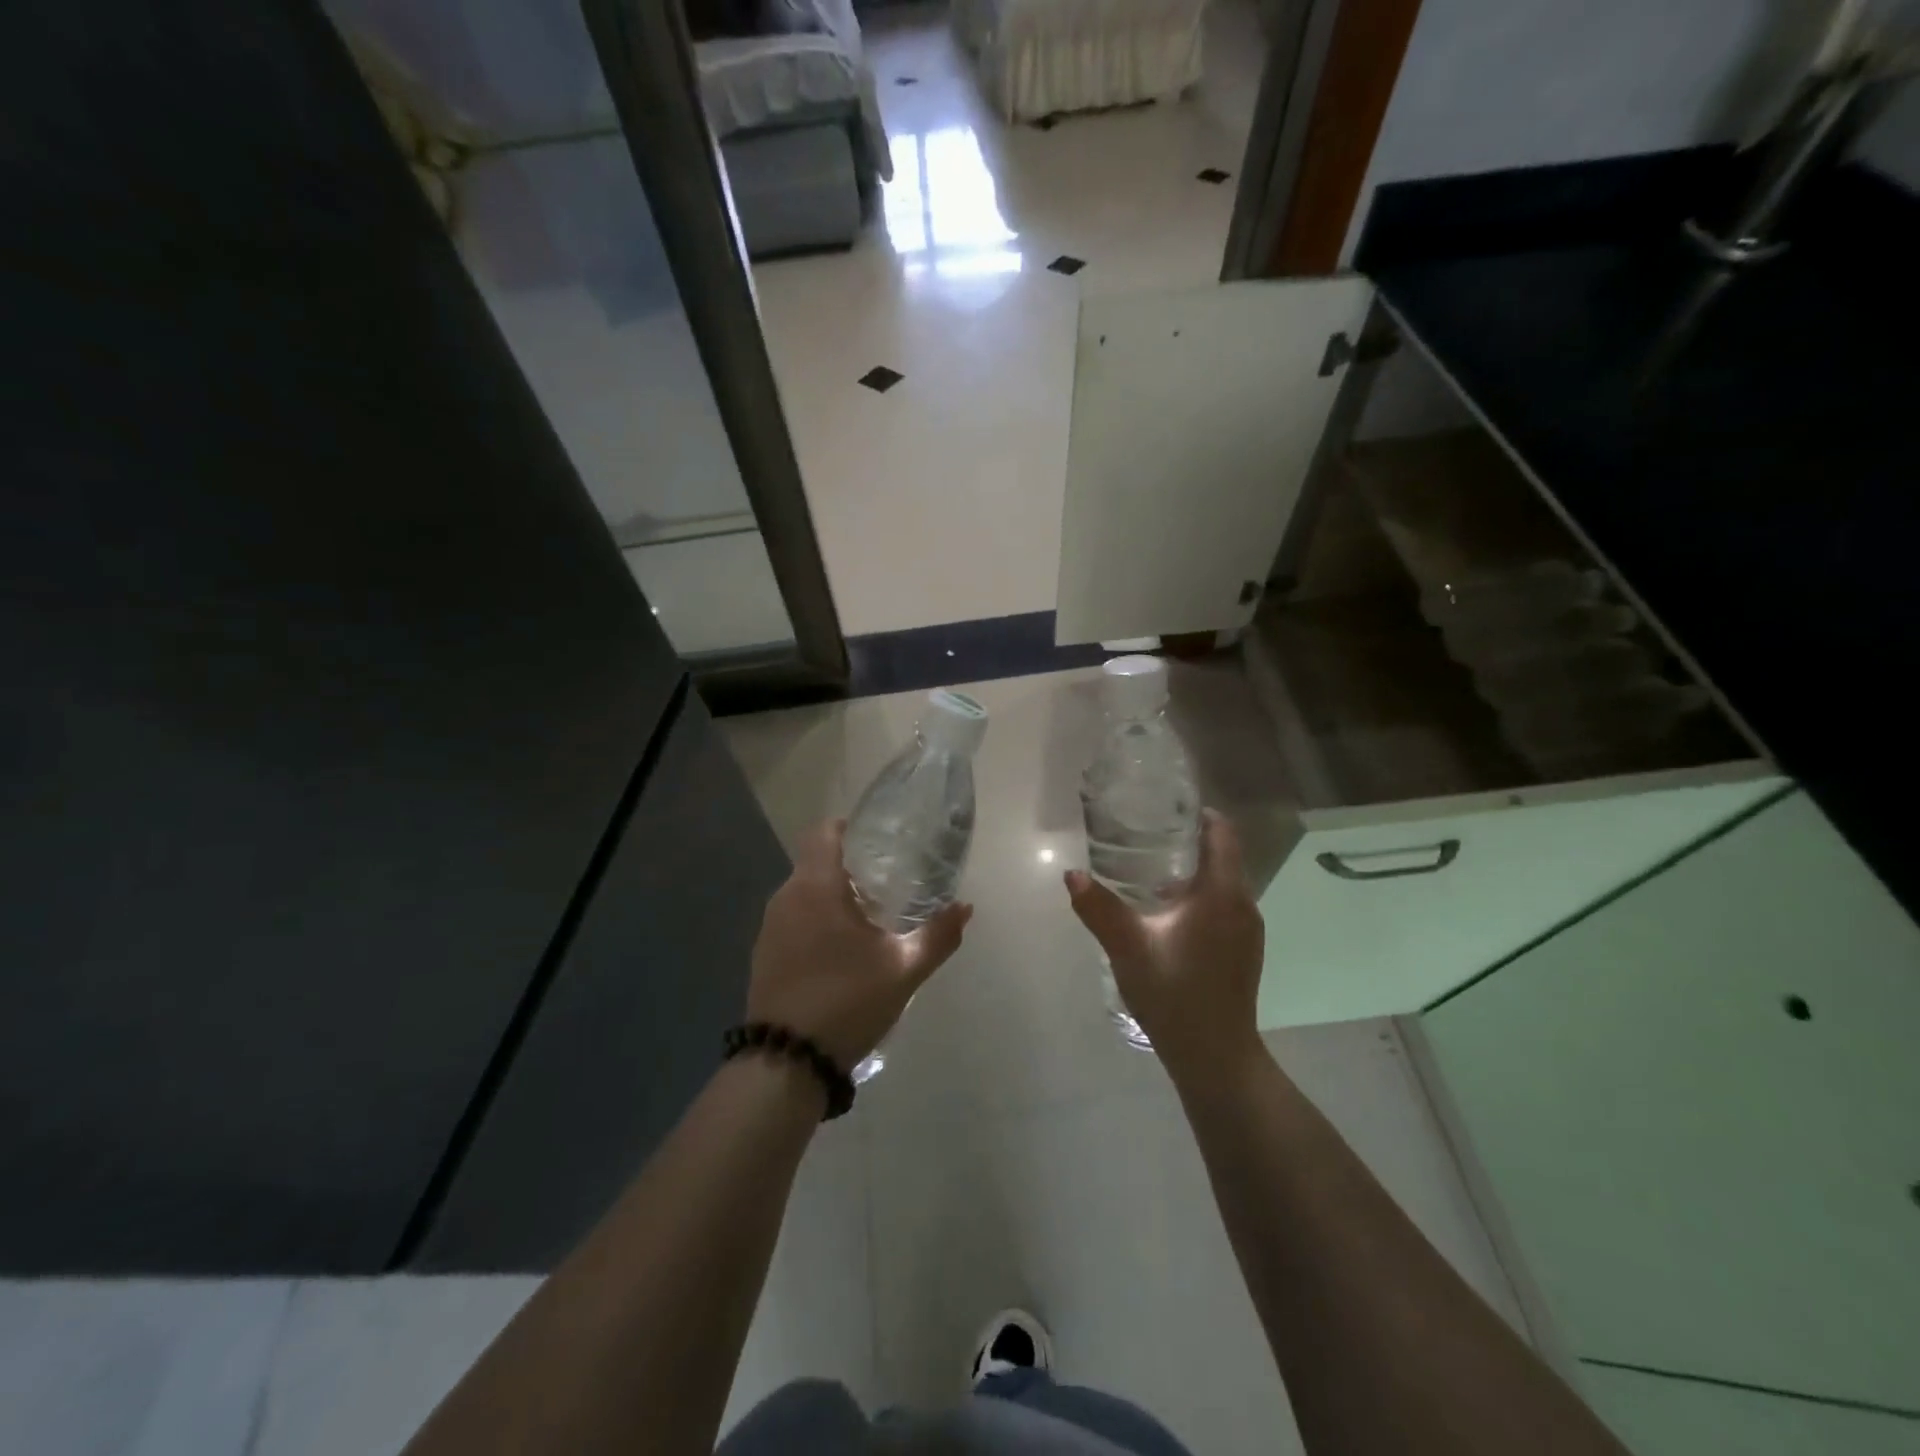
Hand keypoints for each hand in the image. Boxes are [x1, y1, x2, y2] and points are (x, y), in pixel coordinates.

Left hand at [748, 819, 972, 1071]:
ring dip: (833, 896)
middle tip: (888, 881)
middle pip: (816, 861)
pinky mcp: (764, 954)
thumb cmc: (847, 1001)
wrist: (786, 1061)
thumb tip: (965, 908)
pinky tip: (841, 950)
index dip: (851, 828)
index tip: (880, 842)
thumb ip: (937, 935)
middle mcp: (786, 896)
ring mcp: (770, 927)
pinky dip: (817, 921)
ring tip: (869, 916)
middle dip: (850, 866)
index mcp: (815, 886)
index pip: (824, 832)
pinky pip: (794, 919)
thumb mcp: (903, 969)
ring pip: (804, 892)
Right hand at [1065, 810, 1264, 1078]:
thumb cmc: (1175, 994)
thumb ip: (1099, 908)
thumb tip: (1072, 874)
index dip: (1199, 814)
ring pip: (1221, 884)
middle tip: (1145, 834)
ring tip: (1148, 871)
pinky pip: (1222, 906)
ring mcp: (1246, 930)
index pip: (1222, 834)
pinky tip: (1165, 913)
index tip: (1166, 807)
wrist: (1216, 1058)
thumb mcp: (1128, 948)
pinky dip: (1198, 897)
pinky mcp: (1242, 951)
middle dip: (1188, 841)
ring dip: (1191, 872)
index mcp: (1222, 894)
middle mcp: (1243, 905)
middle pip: (1221, 856)